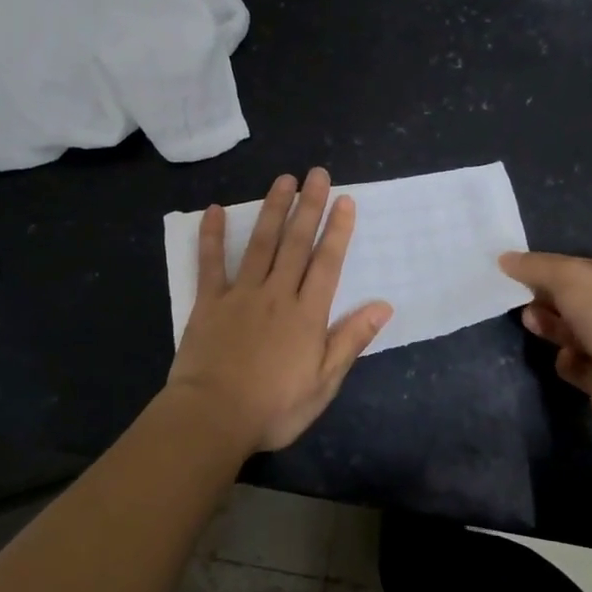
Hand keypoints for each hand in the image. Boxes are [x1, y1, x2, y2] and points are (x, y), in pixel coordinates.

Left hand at [166, 169, 392, 453]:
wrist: (212, 418)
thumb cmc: (274, 407)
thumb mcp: (324, 383)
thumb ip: (350, 340)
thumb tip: (383, 306)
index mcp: (307, 315)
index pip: (327, 263)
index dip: (337, 230)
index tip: (344, 200)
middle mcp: (276, 295)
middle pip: (295, 244)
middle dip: (308, 207)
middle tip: (316, 174)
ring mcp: (240, 295)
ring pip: (260, 244)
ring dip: (272, 210)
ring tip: (283, 180)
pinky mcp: (208, 303)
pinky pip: (210, 264)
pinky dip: (212, 236)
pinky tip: (214, 210)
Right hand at [498, 252, 591, 426]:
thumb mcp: (570, 276)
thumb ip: (536, 266)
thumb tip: (504, 258)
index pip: (589, 267)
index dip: (557, 268)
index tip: (526, 273)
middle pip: (580, 301)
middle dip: (550, 299)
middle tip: (525, 300)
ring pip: (577, 332)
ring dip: (552, 327)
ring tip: (530, 322)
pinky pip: (580, 365)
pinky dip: (568, 361)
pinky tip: (565, 358)